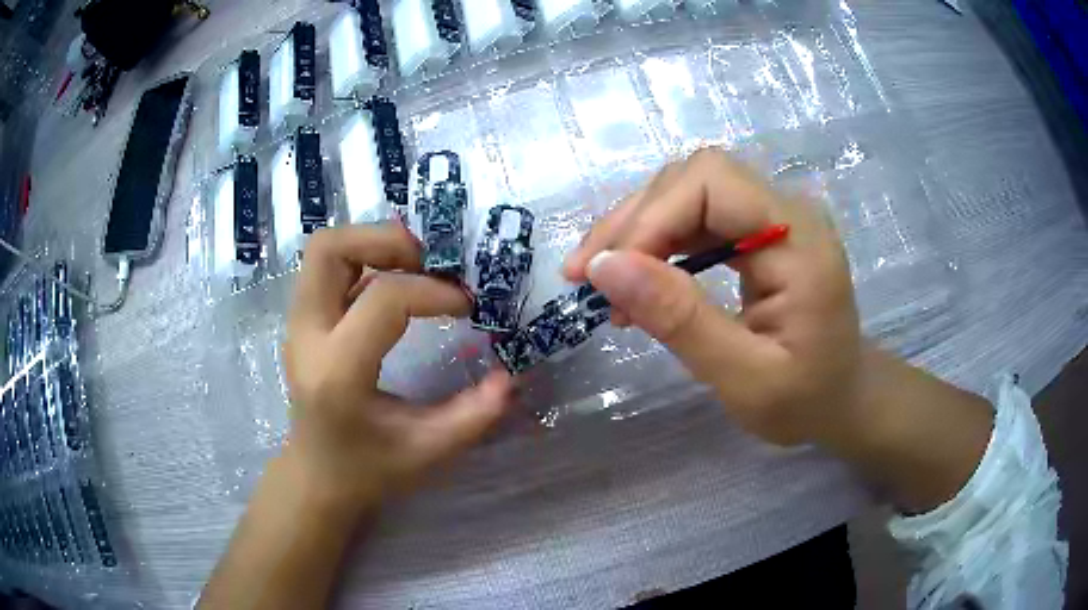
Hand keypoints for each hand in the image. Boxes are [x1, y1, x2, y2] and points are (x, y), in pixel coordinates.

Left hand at [282, 224, 511, 511]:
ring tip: (415, 266)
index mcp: (337, 372)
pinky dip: (363, 260)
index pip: (383, 299)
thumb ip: (474, 414)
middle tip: (431, 261)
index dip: (432, 291)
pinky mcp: (301, 322)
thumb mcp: (429, 450)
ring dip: (373, 244)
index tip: (466, 305)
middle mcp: (307, 337)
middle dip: (386, 240)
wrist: (317, 476)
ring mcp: (298, 326)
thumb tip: (512, 376)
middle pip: (331, 249)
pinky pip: (327, 269)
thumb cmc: (369, 469)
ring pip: (324, 250)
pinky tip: (395, 284)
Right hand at [564, 149, 861, 446]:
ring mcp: (774, 217)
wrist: (842, 399)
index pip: (712, 181)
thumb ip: (681, 320)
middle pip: (695, 177)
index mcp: (799, 240)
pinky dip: (658, 242)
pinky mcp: (760, 233)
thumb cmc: (806, 400)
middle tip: (586, 277)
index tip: (608, 276)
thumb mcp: (745, 377)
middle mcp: (788, 211)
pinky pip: (697, 216)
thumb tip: (605, 267)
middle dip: (634, 221)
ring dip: (637, 230)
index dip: (652, 217)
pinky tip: (637, 278)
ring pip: (688, 191)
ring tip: (600, 279)